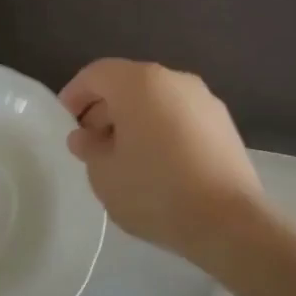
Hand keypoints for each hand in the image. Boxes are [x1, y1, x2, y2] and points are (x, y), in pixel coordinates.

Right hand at [58, 58, 267, 266]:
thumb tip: (86, 136)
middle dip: (105, 109)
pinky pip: (180, 116)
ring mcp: (204, 100)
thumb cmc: (155, 191)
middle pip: (129, 84)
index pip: (97, 74)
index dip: (75, 94)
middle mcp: (174, 80)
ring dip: (134, 120)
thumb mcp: (104, 174)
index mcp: (140, 83)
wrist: (229, 221)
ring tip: (123, 157)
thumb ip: (89, 148)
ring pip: (157, 100)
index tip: (66, 122)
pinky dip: (161, 129)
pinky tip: (157, 164)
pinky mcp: (224, 124)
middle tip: (91, 143)